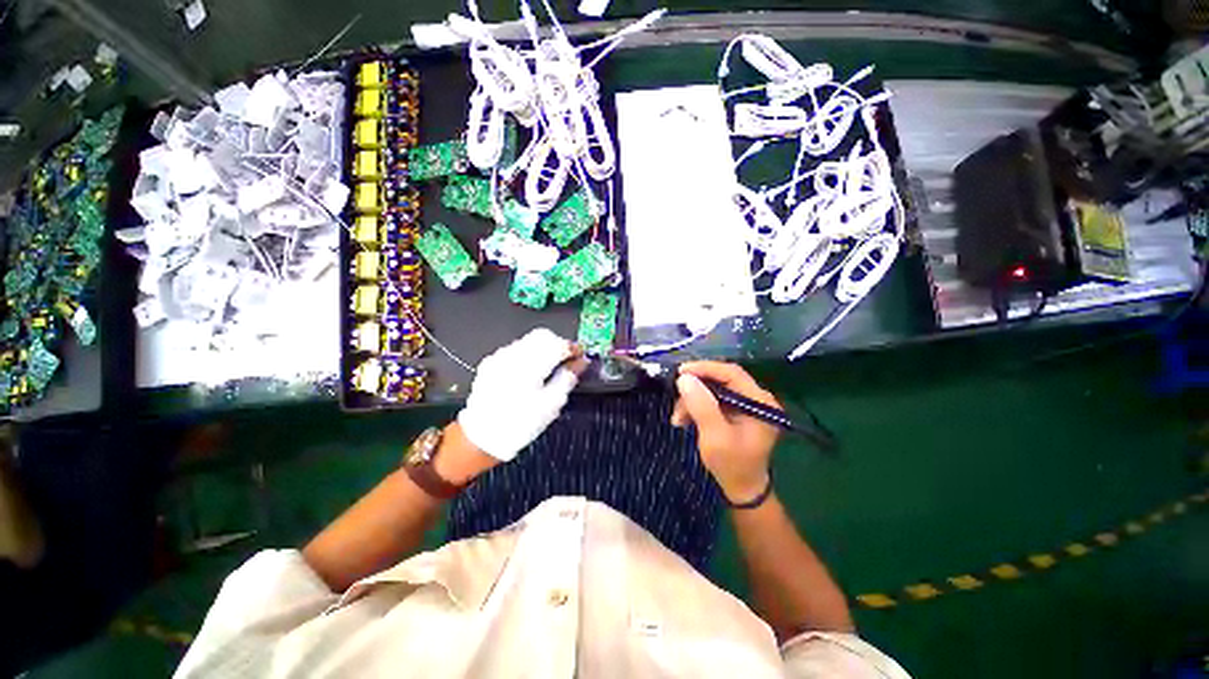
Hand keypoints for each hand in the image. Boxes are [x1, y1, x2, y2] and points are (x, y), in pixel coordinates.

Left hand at [458, 328, 582, 461]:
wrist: (482, 438)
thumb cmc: (520, 425)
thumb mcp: (551, 404)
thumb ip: (568, 377)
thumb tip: (582, 362)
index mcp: (529, 366)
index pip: (558, 344)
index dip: (573, 348)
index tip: (581, 356)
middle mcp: (512, 355)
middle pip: (543, 336)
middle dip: (558, 345)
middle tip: (567, 362)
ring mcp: (499, 357)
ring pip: (529, 340)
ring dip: (544, 349)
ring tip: (549, 369)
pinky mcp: (491, 362)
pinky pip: (516, 349)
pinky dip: (529, 355)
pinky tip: (531, 373)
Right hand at [671, 361, 780, 502]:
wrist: (741, 489)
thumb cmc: (732, 465)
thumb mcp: (715, 437)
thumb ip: (702, 406)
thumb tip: (684, 378)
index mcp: (760, 401)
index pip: (732, 373)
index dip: (705, 369)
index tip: (681, 372)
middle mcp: (755, 398)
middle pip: (721, 379)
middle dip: (696, 388)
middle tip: (676, 398)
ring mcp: (745, 404)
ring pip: (712, 389)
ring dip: (692, 400)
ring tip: (678, 418)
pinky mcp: (735, 410)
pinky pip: (711, 399)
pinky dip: (696, 406)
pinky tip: (684, 419)